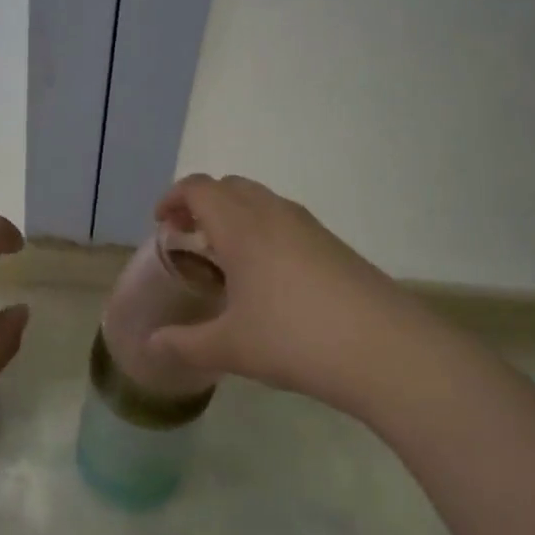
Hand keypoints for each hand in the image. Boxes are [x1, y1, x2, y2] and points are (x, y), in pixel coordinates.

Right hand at [146, 175, 434, 413]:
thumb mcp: (230, 347)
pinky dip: (264, 231)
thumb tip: (152, 346)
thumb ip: (185, 344)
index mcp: (241, 226)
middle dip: (203, 204)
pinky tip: (268, 278)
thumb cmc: (294, 338)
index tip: (161, 223)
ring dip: (236, 216)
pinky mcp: (334, 244)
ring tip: (226, 258)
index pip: (199, 188)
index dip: (174, 198)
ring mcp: (309, 226)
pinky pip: (286, 221)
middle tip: (189, 238)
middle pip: (230, 186)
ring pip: (261, 201)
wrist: (383, 348)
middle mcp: (273, 214)